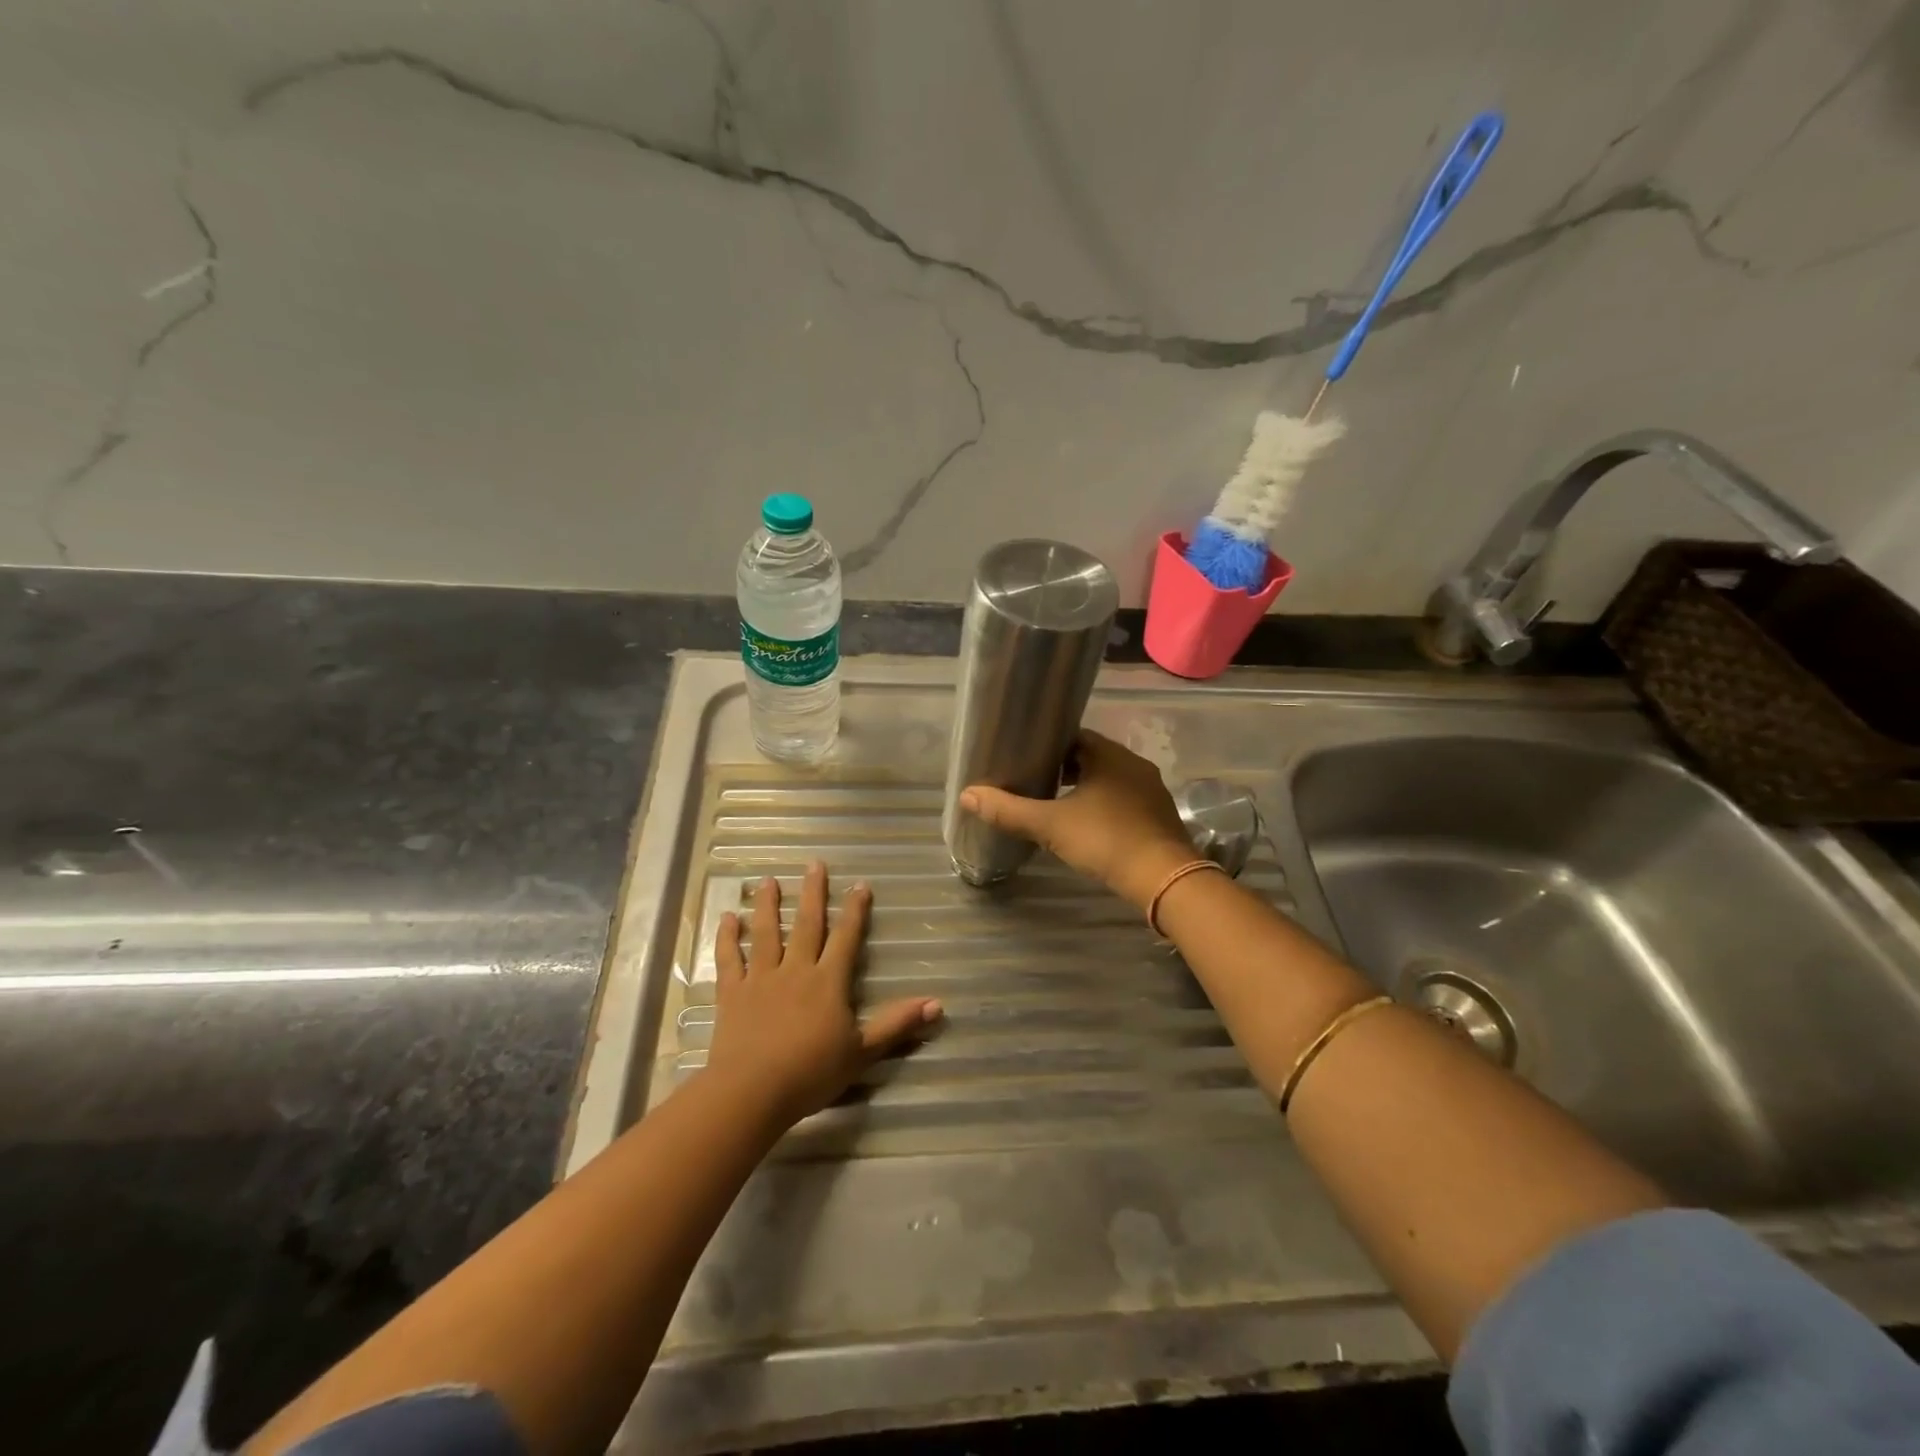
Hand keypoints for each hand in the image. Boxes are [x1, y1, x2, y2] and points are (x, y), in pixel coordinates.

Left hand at [706, 862, 941, 1125]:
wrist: (752, 1091)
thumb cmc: (811, 1073)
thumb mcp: (862, 1052)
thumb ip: (896, 1025)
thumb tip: (938, 1004)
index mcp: (827, 981)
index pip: (845, 938)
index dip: (855, 910)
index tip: (859, 884)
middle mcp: (795, 970)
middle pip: (806, 924)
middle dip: (812, 893)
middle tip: (814, 864)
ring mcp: (760, 979)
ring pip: (765, 933)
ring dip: (767, 905)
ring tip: (768, 880)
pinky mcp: (732, 994)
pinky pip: (729, 960)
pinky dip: (727, 938)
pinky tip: (726, 918)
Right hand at [959, 729, 1196, 910]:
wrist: (1164, 878)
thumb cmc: (1105, 840)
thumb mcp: (1050, 825)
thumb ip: (1009, 810)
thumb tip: (966, 795)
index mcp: (1109, 754)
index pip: (1074, 736)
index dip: (1048, 745)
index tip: (1027, 758)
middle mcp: (1133, 763)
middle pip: (1092, 756)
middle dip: (1065, 768)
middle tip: (1035, 783)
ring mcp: (1151, 789)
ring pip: (1110, 779)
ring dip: (1086, 787)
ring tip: (1057, 804)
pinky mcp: (1159, 814)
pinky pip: (1125, 799)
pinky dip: (1105, 805)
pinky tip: (1090, 824)